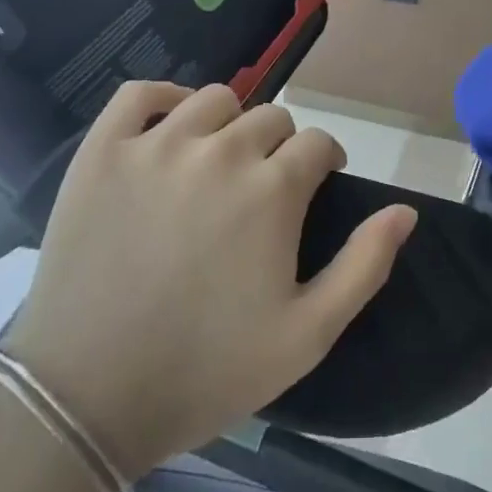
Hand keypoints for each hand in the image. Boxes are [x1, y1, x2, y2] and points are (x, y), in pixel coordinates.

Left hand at [2, 82, 416, 477]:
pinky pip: (141, 93)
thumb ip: (364, 265)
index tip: (314, 190)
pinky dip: (164, 98)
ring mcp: (156, 145)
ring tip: (218, 163)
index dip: (323, 164)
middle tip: (262, 191)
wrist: (86, 399)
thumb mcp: (307, 335)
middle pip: (271, 118)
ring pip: (215, 100)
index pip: (317, 143)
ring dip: (229, 124)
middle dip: (279, 148)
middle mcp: (220, 151)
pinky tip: (171, 127)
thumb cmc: (206, 370)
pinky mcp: (103, 151)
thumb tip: (405, 211)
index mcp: (272, 189)